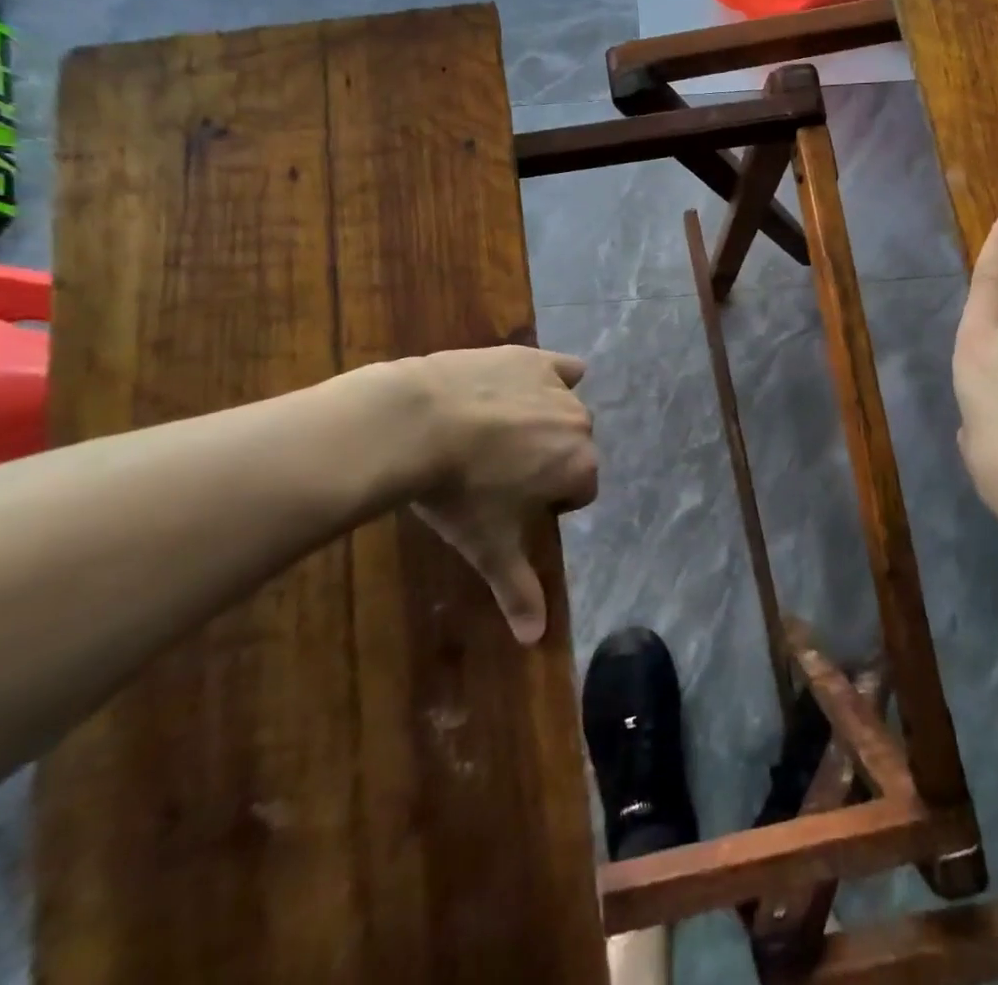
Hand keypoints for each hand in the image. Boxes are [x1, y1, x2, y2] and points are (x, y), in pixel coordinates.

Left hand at [324, 345, 597, 644]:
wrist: (416, 424)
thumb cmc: (458, 493)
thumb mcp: (488, 546)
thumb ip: (519, 590)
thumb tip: (537, 640)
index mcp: (580, 467)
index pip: (580, 491)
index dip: (547, 501)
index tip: (512, 503)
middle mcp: (581, 424)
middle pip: (574, 448)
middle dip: (547, 460)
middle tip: (500, 471)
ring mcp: (557, 387)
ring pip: (564, 410)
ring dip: (542, 422)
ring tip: (495, 433)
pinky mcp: (532, 358)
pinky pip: (560, 368)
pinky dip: (550, 378)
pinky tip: (523, 388)